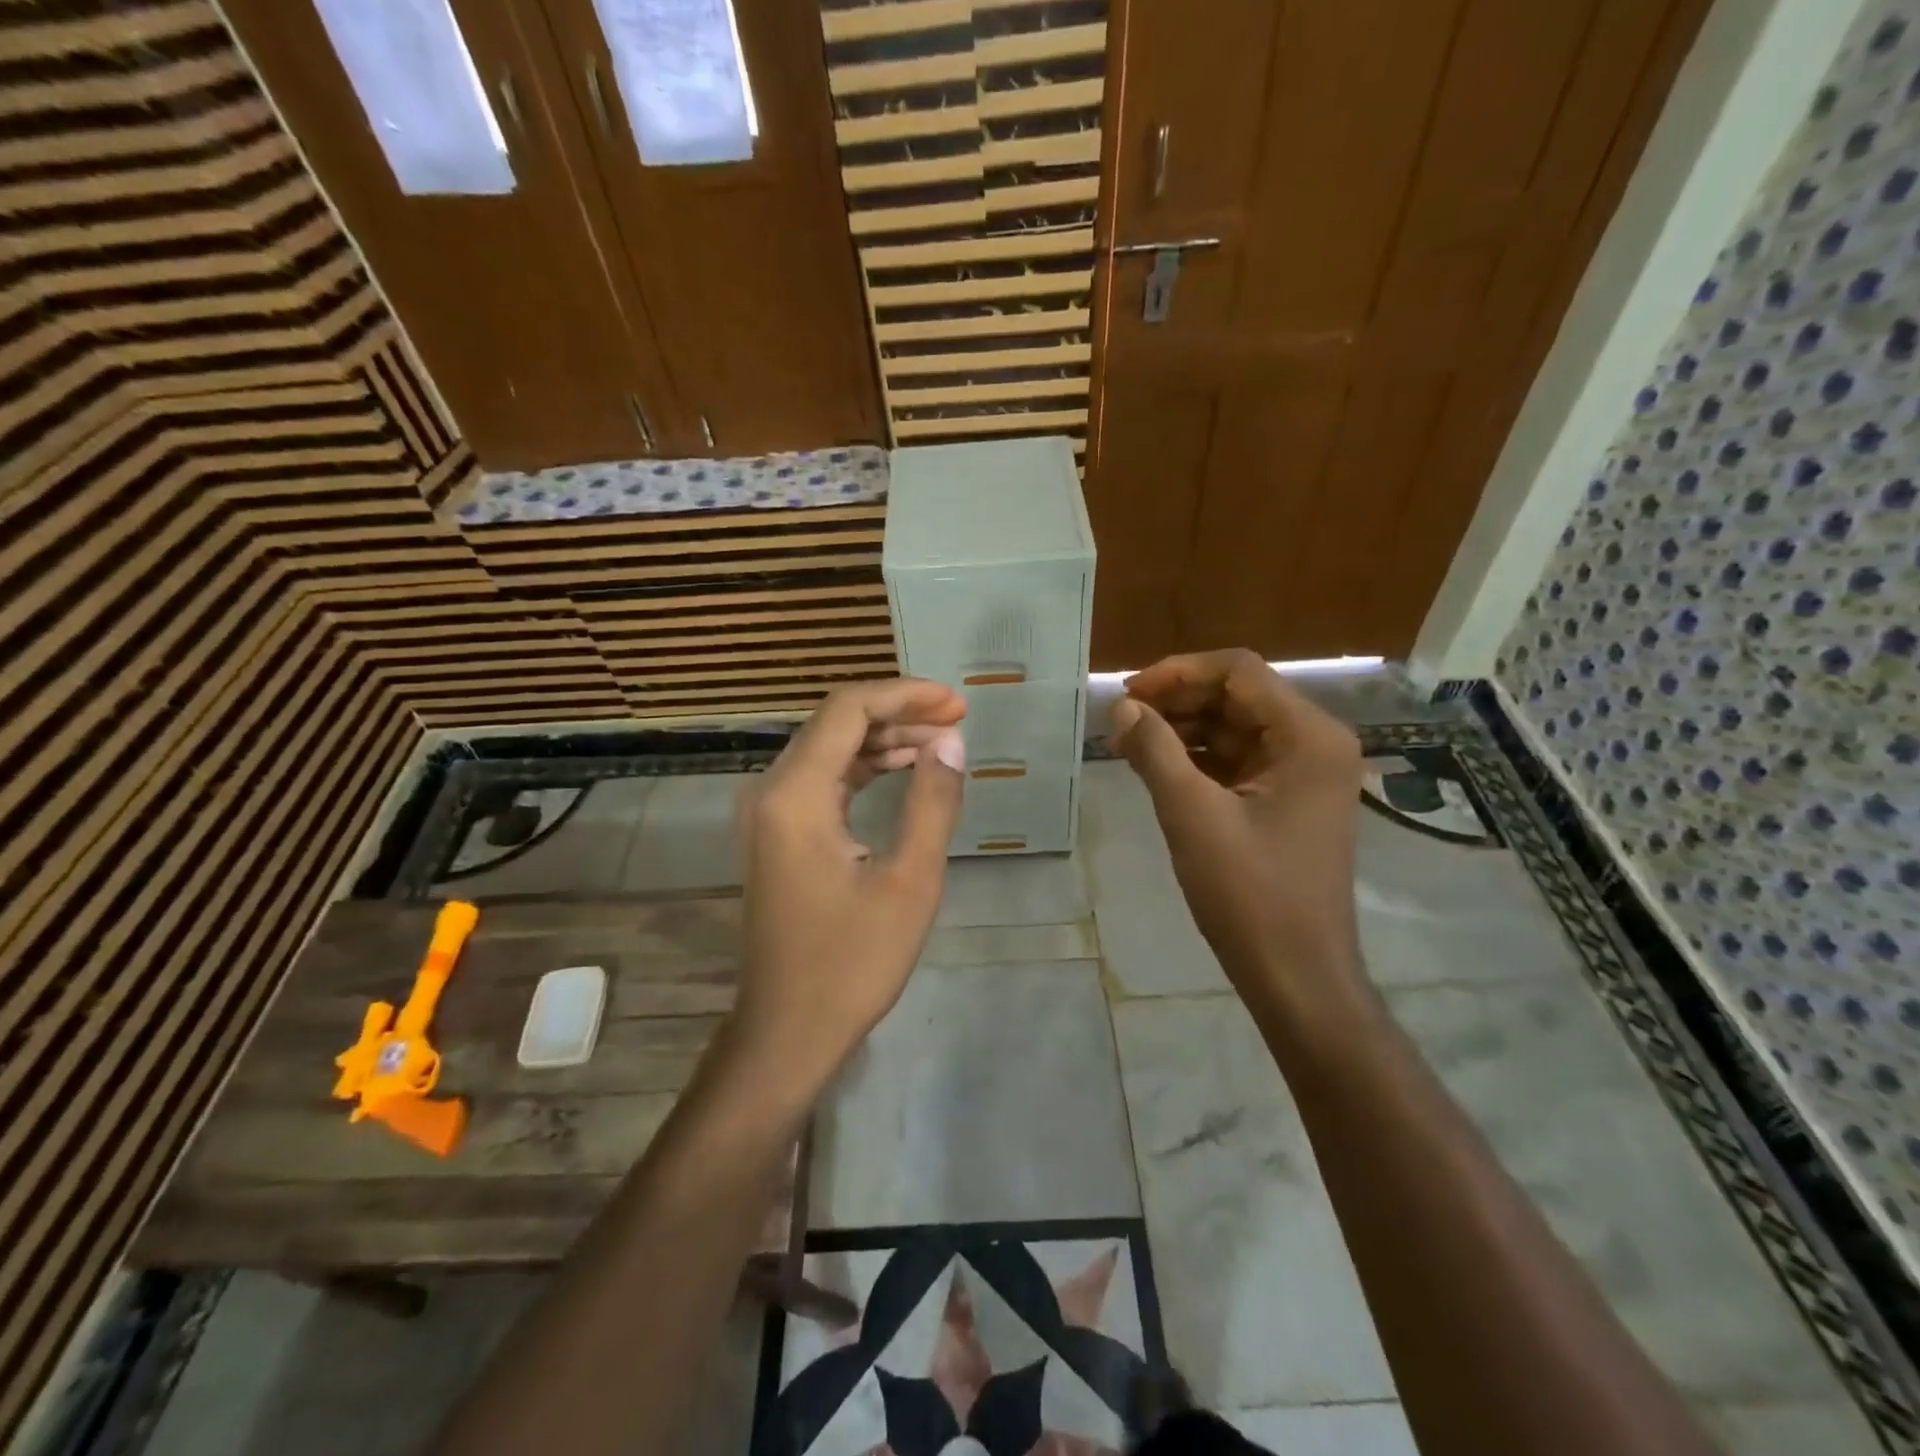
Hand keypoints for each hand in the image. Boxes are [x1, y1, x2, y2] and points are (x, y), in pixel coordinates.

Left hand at [733, 679, 966, 1093]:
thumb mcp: (910, 881)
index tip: (956, 703)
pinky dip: (863, 769)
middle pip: (835, 724)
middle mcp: (771, 792)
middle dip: (898, 713)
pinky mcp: (776, 836)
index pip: (848, 711)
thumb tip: (951, 741)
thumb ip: (932, 802)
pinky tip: (902, 772)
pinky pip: (821, 781)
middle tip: (957, 720)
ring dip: (883, 740)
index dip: (904, 695)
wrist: (787, 1031)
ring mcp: (768, 815)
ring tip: (941, 743)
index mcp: (796, 795)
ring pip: (828, 750)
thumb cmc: (852, 962)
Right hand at [1111, 649, 1367, 1012]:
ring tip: (1128, 744)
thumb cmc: (1250, 895)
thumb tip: (1123, 707)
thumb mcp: (1192, 816)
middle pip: (1237, 696)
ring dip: (1182, 729)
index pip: (1238, 671)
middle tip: (1120, 722)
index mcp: (1308, 736)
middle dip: (1176, 702)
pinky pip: (1238, 760)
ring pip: (1234, 727)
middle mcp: (1315, 743)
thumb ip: (1155, 751)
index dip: (1177, 673)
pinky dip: (1198, 758)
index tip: (1127, 695)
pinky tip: (1156, 767)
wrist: (1296, 975)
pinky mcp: (1288, 800)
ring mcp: (1304, 773)